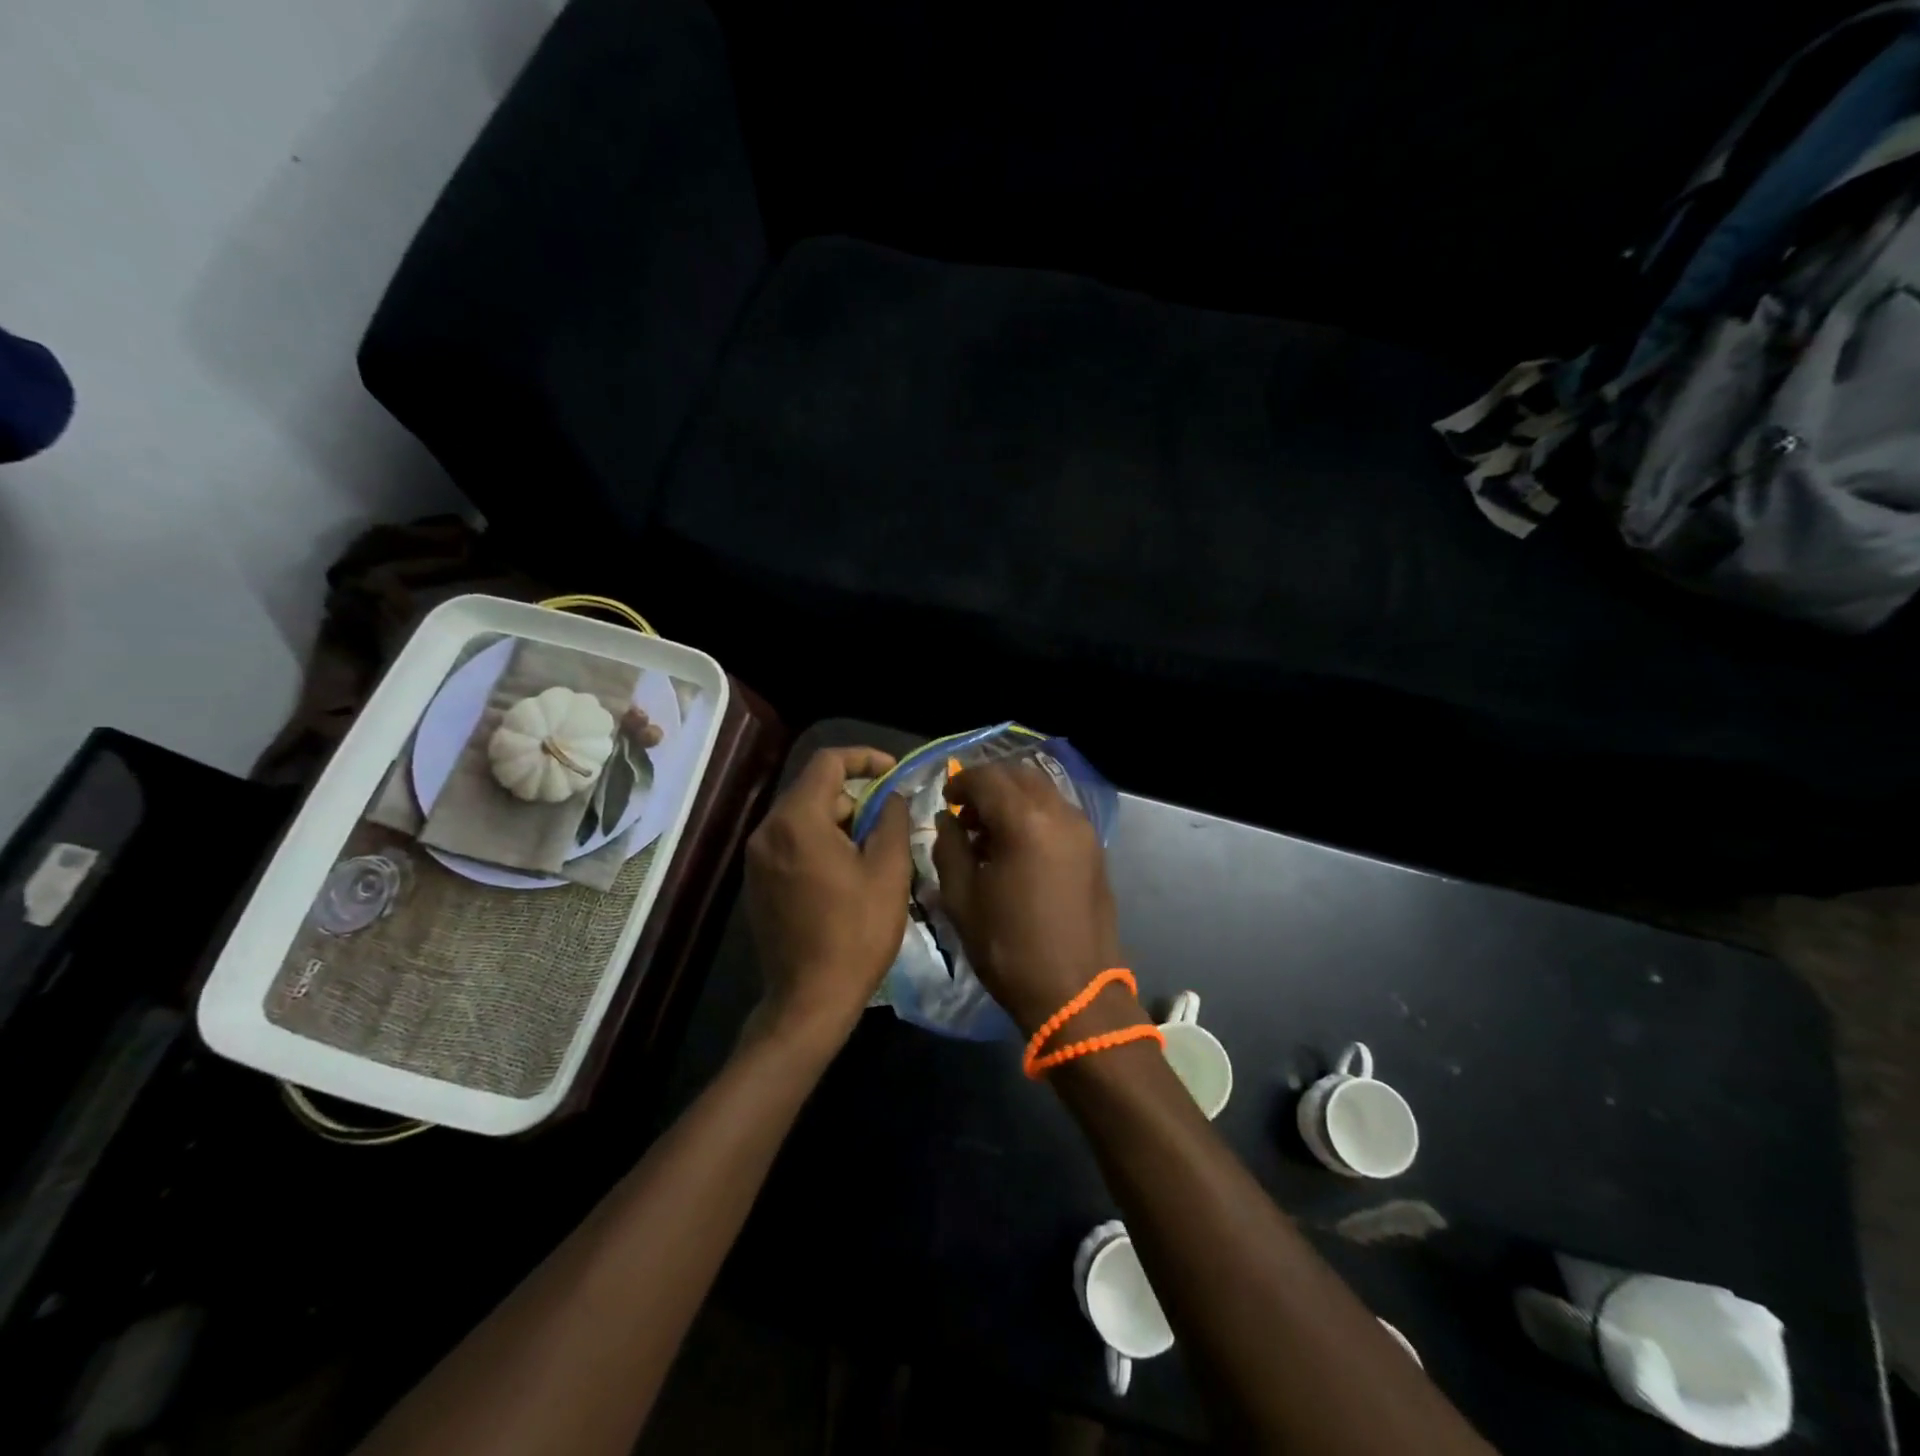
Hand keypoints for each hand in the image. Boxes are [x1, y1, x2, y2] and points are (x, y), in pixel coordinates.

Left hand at [744, 747, 911, 1049]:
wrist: (809, 1000)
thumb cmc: (856, 933)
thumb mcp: (889, 872)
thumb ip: (892, 820)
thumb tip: (891, 797)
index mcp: (797, 821)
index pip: (828, 762)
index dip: (866, 758)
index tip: (895, 773)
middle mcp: (767, 831)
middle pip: (815, 790)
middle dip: (856, 799)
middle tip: (889, 825)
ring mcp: (756, 858)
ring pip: (803, 818)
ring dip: (840, 823)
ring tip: (872, 855)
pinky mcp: (756, 882)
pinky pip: (791, 844)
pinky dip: (819, 844)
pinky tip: (844, 877)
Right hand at [932, 761, 1122, 1035]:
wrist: (1075, 992)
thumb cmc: (1009, 947)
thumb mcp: (962, 898)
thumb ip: (949, 847)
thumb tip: (949, 820)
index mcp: (1025, 821)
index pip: (987, 777)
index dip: (961, 782)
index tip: (945, 800)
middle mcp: (1060, 813)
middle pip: (1019, 775)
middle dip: (988, 785)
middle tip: (966, 813)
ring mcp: (1083, 830)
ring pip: (1042, 790)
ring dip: (1013, 798)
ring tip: (990, 832)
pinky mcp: (1094, 848)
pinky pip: (1059, 812)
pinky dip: (1034, 813)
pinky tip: (1018, 846)